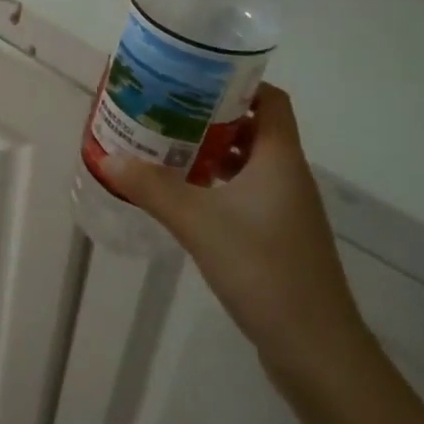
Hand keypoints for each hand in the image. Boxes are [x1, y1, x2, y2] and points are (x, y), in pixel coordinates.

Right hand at [107, 84, 371, 388]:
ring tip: (165, 145)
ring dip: (210, 151)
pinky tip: (184, 195)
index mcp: (279, 158)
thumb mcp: (198, 223)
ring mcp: (285, 209)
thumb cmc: (262, 268)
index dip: (236, 81)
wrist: (314, 348)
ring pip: (247, 162)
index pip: (269, 98)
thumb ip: (152, 188)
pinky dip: (216, 184)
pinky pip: (245, 192)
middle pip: (252, 127)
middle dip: (209, 115)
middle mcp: (287, 175)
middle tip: (164, 108)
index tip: (192, 76)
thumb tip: (108, 157)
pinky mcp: (277, 237)